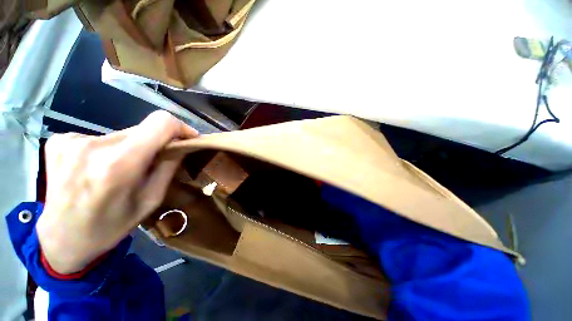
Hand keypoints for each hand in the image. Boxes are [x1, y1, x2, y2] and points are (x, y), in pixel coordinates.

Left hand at [36, 111, 198, 273]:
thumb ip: (168, 166)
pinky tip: (100, 167)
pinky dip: (109, 149)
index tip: (189, 138)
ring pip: (122, 133)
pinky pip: (101, 137)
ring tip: (123, 169)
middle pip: (142, 129)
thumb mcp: (151, 199)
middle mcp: (94, 146)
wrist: (62, 238)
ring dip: (132, 147)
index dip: (180, 127)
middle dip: (156, 142)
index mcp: (120, 164)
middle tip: (154, 161)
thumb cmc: (111, 226)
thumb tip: (182, 144)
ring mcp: (71, 140)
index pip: (161, 123)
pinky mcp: (59, 140)